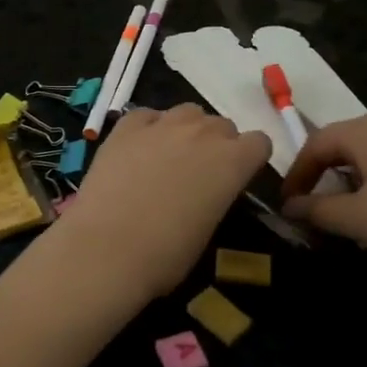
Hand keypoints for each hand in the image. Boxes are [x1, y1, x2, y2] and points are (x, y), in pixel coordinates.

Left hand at [54, 104, 271, 300]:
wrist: (107, 248)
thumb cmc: (166, 255)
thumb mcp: (208, 229)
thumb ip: (215, 197)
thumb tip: (204, 193)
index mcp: (233, 162)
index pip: (259, 143)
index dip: (250, 159)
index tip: (236, 178)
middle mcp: (203, 133)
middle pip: (222, 125)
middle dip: (217, 145)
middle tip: (199, 174)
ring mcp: (162, 125)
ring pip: (188, 112)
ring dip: (186, 130)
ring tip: (169, 158)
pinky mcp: (125, 127)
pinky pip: (147, 115)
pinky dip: (148, 128)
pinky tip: (138, 150)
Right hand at [282, 112, 366, 273]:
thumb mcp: (359, 220)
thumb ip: (318, 212)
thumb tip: (290, 207)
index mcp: (366, 130)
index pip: (315, 143)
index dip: (296, 174)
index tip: (289, 205)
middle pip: (348, 146)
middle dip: (329, 178)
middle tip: (323, 211)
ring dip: (360, 184)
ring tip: (362, 218)